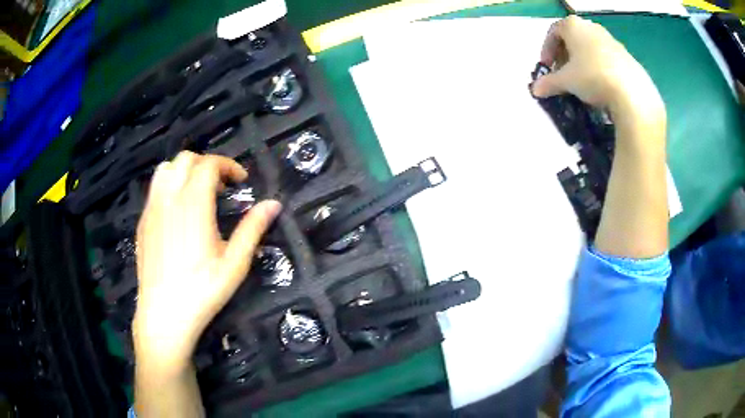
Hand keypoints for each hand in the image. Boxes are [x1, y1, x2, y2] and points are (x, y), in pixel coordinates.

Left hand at [133, 151, 280, 371]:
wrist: (163, 314)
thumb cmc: (202, 291)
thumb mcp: (234, 264)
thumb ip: (253, 229)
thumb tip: (273, 204)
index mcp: (193, 204)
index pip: (208, 164)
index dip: (228, 165)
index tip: (241, 181)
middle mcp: (169, 199)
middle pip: (185, 159)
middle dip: (207, 164)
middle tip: (221, 187)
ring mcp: (152, 209)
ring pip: (165, 169)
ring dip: (184, 171)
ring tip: (197, 193)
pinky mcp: (143, 222)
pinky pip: (155, 189)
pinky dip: (170, 187)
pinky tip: (178, 213)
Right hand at [531, 16, 664, 125]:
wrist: (632, 93)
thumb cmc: (592, 76)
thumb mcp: (566, 81)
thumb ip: (549, 83)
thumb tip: (535, 90)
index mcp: (573, 26)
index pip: (553, 32)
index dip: (546, 50)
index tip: (547, 67)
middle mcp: (591, 27)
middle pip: (572, 39)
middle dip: (564, 56)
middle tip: (563, 75)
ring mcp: (611, 40)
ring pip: (590, 49)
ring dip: (582, 63)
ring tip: (582, 83)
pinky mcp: (626, 56)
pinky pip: (606, 59)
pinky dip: (599, 69)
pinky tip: (601, 87)